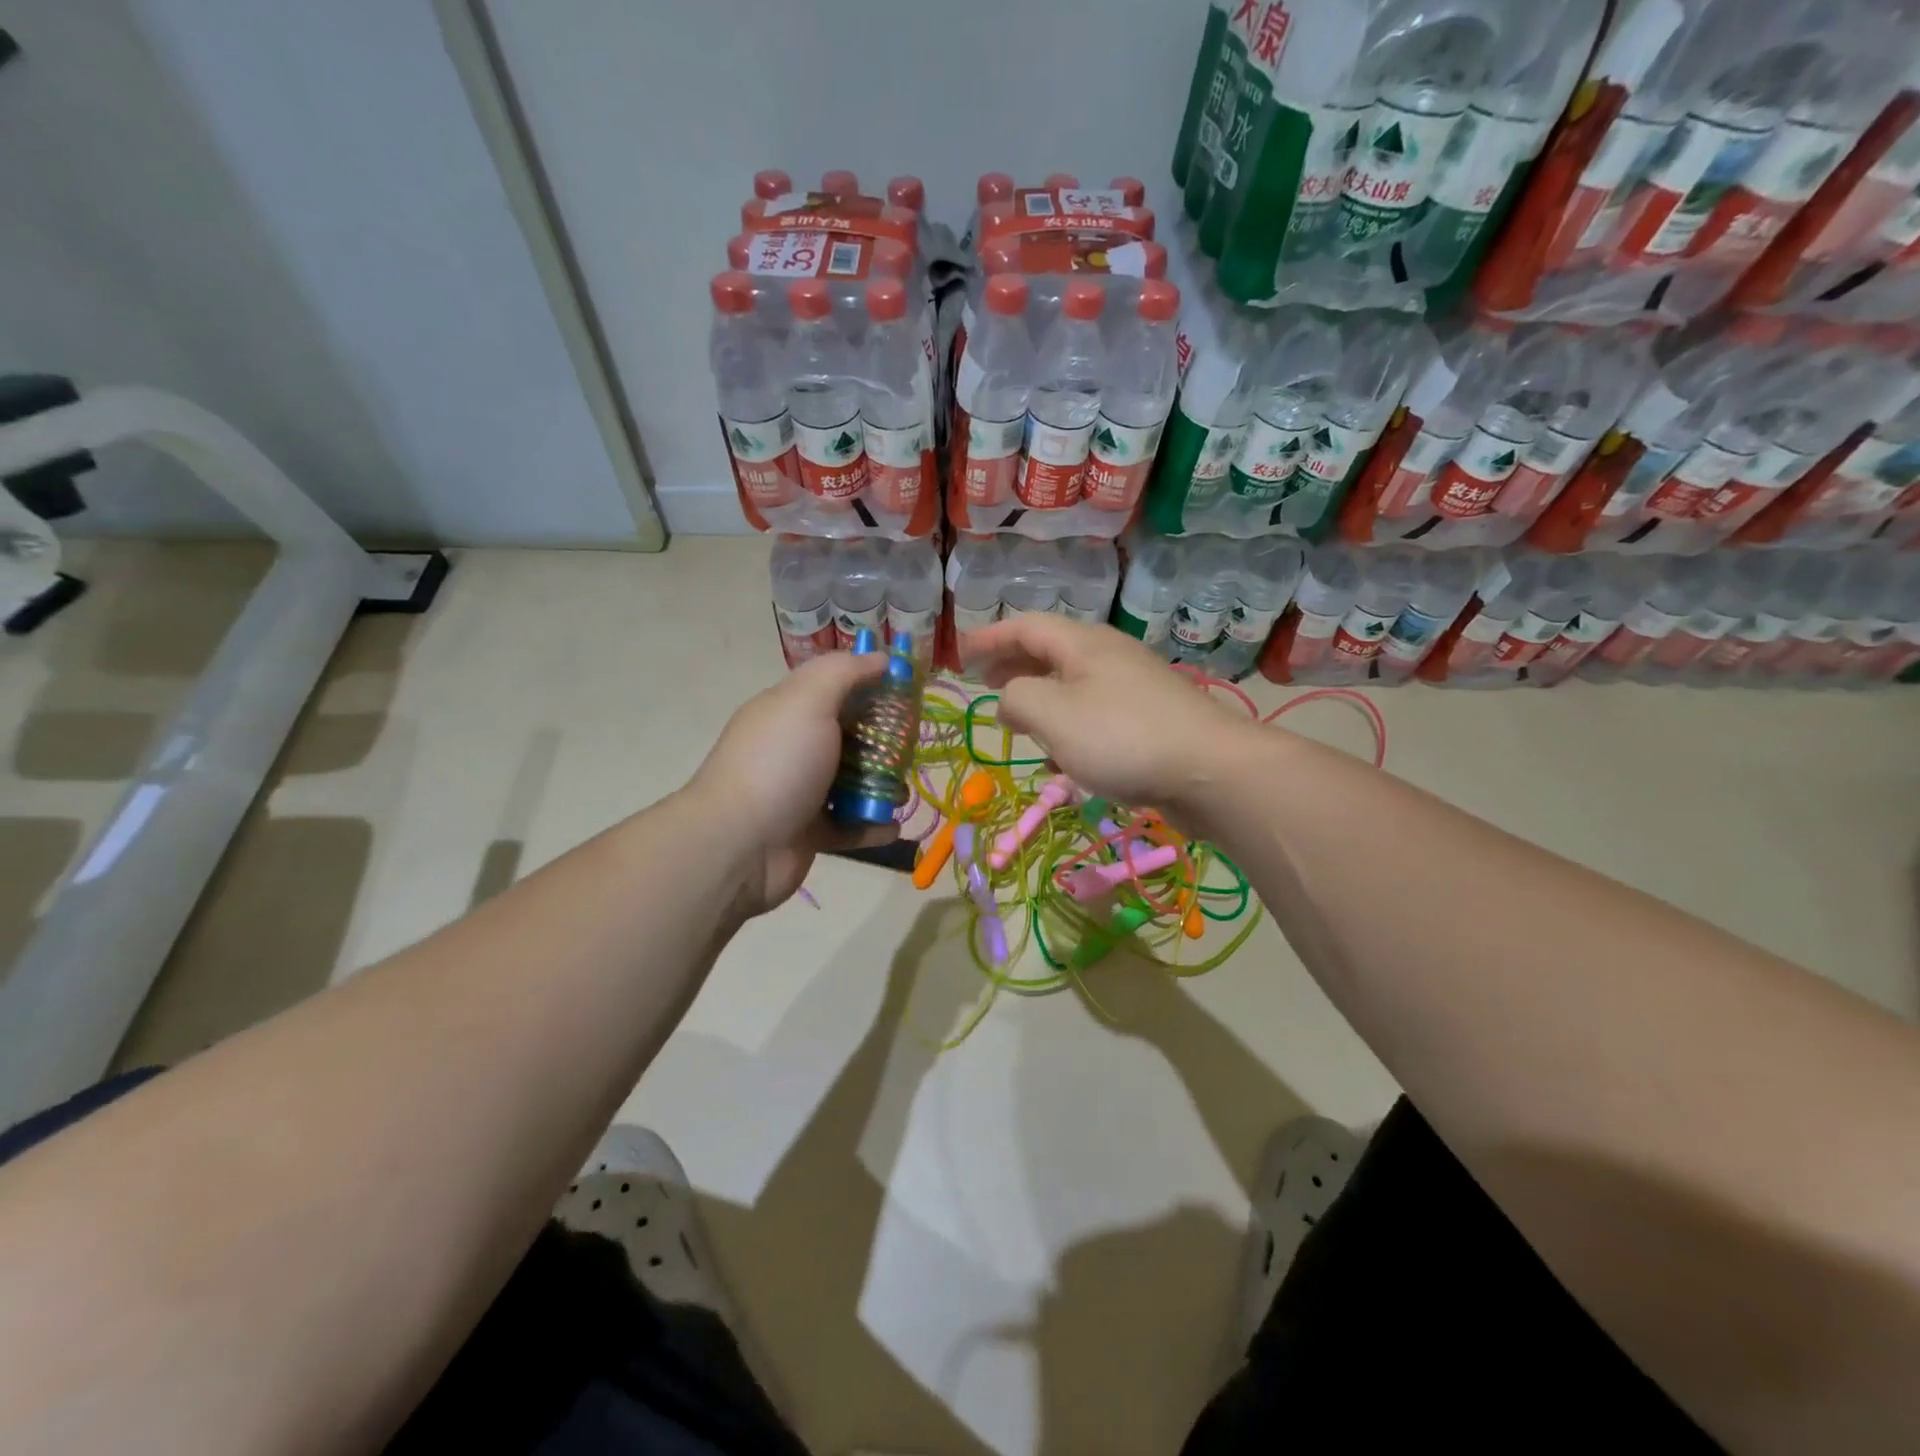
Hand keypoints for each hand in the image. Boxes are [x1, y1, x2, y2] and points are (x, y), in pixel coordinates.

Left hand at [689, 651, 899, 915]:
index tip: (909, 688)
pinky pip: (850, 825)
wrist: (737, 846)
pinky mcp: (810, 832)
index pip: (836, 685)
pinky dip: (873, 825)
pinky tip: (894, 825)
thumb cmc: (777, 764)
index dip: (872, 682)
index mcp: (789, 710)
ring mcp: (801, 791)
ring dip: (882, 785)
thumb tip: (881, 657)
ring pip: (853, 781)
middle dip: (884, 739)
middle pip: (850, 734)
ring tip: (902, 792)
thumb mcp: (808, 701)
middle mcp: (795, 747)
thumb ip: (844, 672)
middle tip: (911, 746)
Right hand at [962, 616, 1256, 816]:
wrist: (1211, 770)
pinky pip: (1097, 717)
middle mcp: (1109, 658)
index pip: (1026, 627)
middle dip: (1014, 667)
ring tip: (1019, 724)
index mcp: (1083, 644)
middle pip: (1051, 652)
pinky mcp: (1151, 722)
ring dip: (1041, 701)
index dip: (990, 637)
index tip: (961, 654)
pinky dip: (1070, 731)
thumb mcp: (1052, 713)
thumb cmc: (1122, 737)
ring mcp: (1134, 689)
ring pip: (1074, 687)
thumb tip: (1007, 700)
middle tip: (985, 684)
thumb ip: (1017, 698)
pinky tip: (1063, 762)